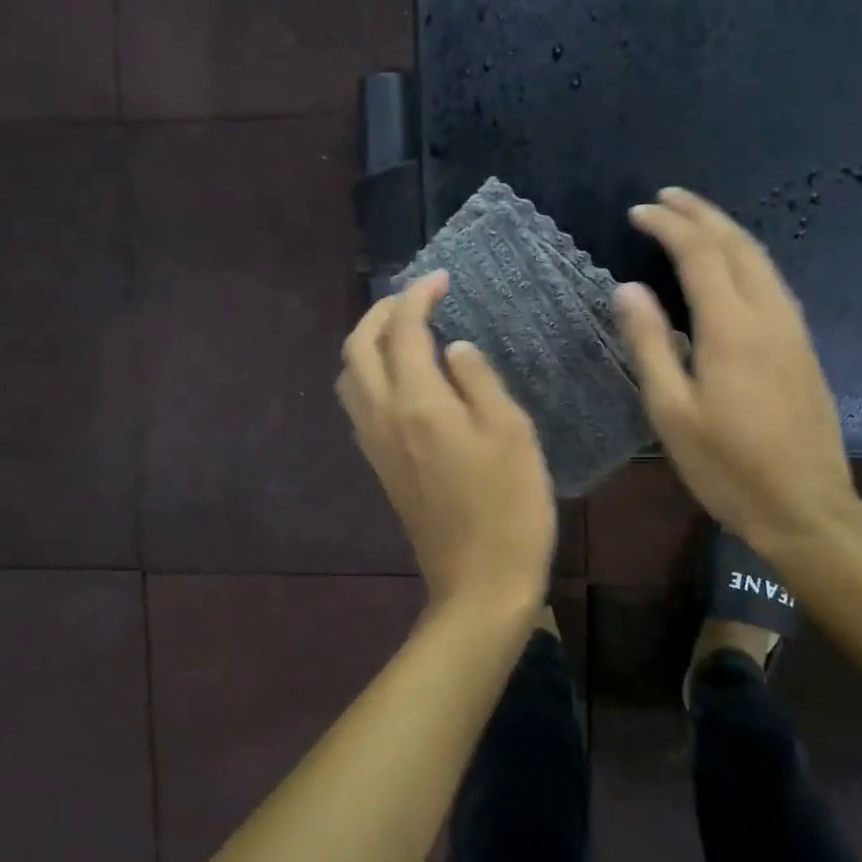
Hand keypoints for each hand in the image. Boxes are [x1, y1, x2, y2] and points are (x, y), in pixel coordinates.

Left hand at [338, 271, 556, 609]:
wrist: (479, 583)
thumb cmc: (510, 506)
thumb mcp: (511, 432)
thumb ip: (479, 380)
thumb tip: (454, 348)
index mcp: (418, 403)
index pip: (404, 330)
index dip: (418, 296)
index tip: (442, 279)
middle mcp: (384, 417)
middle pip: (358, 348)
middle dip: (381, 312)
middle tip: (416, 298)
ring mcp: (376, 446)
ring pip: (350, 377)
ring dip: (368, 343)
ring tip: (403, 333)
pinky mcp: (381, 468)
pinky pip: (359, 406)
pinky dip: (369, 375)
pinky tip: (401, 380)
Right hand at [614, 187, 858, 554]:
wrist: (806, 506)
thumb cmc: (728, 466)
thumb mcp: (672, 412)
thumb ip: (650, 345)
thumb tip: (628, 289)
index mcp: (731, 328)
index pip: (699, 254)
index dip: (668, 226)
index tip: (638, 212)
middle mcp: (768, 315)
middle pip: (737, 244)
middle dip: (701, 213)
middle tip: (667, 197)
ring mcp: (793, 329)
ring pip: (761, 259)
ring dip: (727, 231)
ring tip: (696, 220)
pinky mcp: (803, 346)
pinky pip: (773, 282)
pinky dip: (745, 257)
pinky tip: (732, 268)